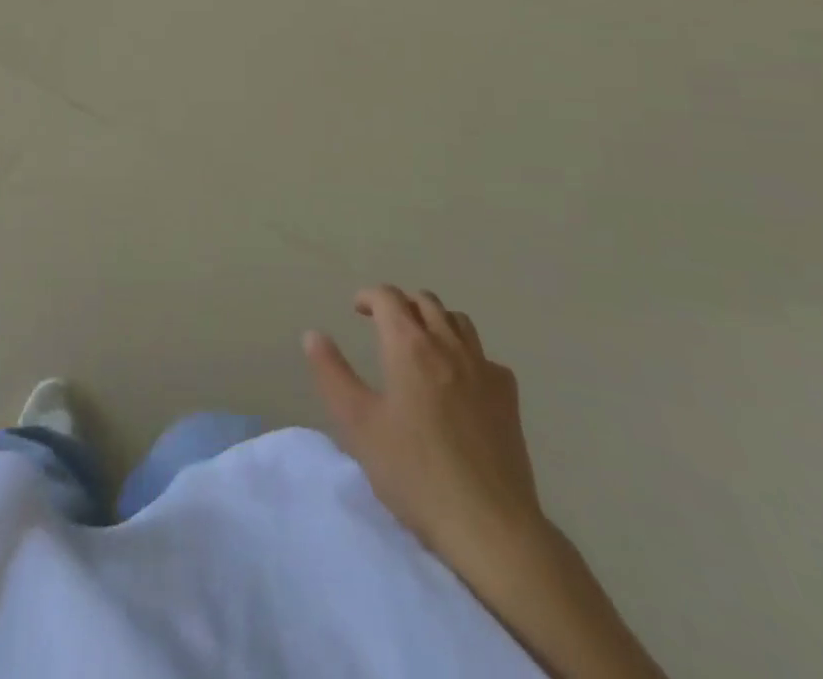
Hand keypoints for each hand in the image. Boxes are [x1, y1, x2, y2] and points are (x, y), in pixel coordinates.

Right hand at [305, 286, 545, 579]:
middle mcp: (448, 346)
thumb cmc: (415, 473)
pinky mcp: (509, 400)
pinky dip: (467, 353)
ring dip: (435, 320)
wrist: (491, 527)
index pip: (388, 297)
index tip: (356, 309)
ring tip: (420, 343)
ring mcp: (484, 370)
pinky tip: (460, 380)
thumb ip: (332, 374)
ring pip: (459, 322)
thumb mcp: (357, 424)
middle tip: (383, 323)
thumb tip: (314, 335)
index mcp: (409, 345)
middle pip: (425, 301)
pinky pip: (486, 357)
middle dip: (401, 303)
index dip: (369, 296)